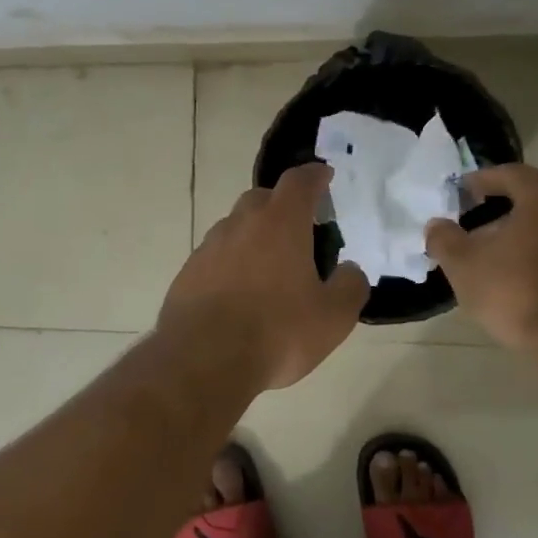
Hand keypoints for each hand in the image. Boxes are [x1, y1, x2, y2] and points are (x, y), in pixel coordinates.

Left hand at [160, 162, 368, 388]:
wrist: (203, 360)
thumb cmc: (277, 333)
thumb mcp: (333, 317)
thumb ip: (350, 286)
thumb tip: (349, 270)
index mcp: (280, 223)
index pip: (299, 182)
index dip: (315, 176)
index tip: (324, 176)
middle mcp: (240, 225)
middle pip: (262, 199)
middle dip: (282, 206)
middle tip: (300, 230)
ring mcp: (208, 248)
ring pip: (235, 228)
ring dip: (254, 237)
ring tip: (269, 267)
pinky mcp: (186, 274)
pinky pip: (214, 258)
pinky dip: (230, 264)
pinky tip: (239, 294)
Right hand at [424, 162, 537, 353]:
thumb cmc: (517, 290)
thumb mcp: (464, 266)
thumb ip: (446, 240)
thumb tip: (436, 225)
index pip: (512, 174)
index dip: (484, 180)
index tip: (464, 190)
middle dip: (509, 214)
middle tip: (482, 231)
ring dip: (535, 241)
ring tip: (508, 264)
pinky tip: (535, 288)